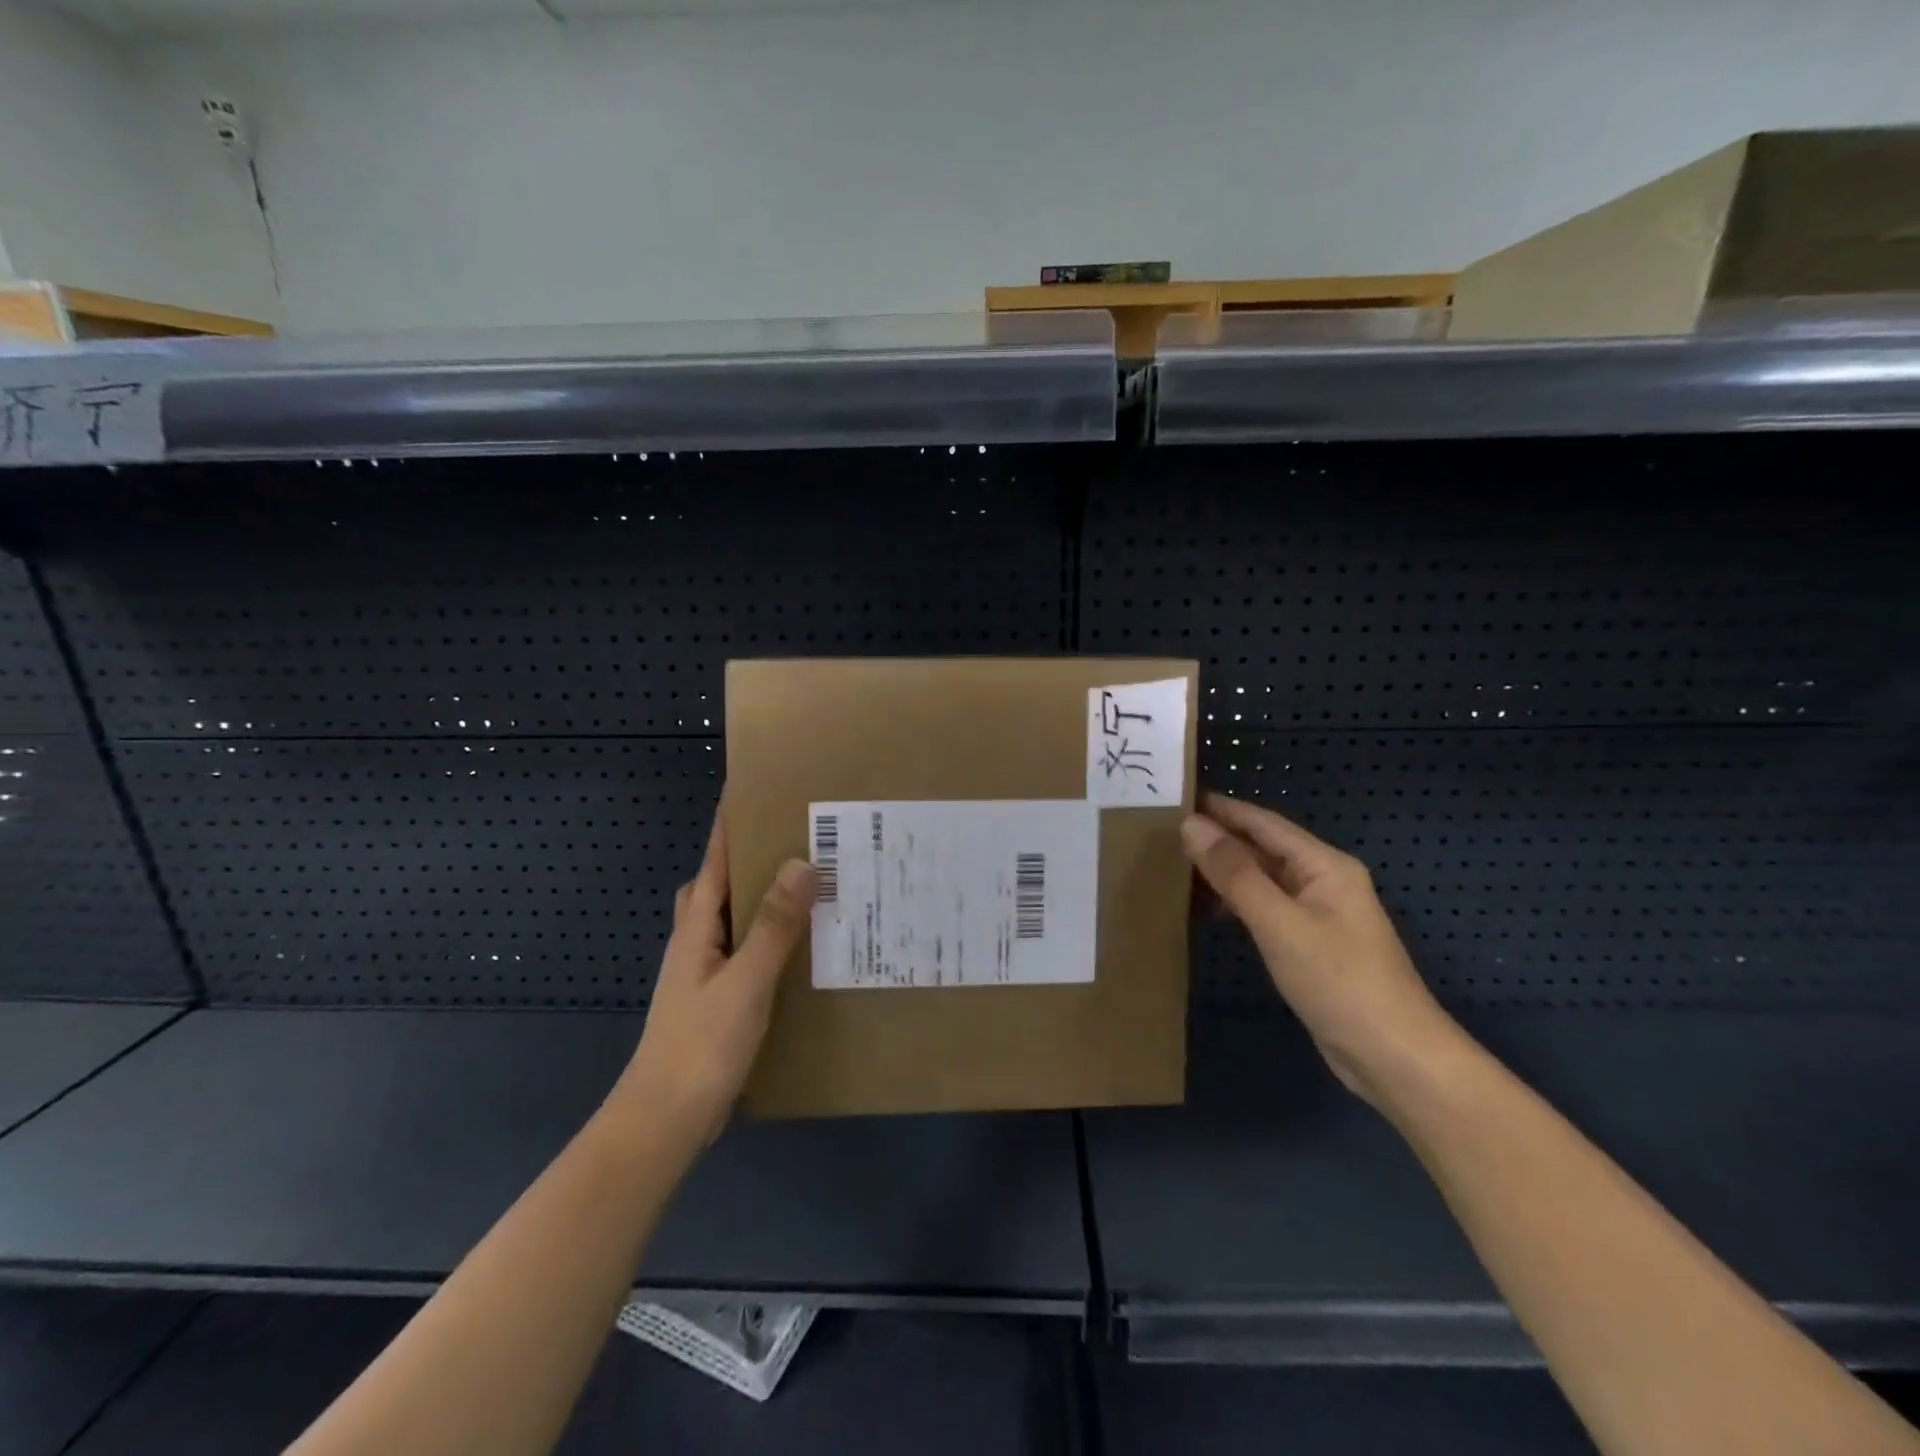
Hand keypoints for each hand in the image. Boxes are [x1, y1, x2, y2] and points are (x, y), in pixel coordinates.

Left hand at [617, 799, 816, 1145]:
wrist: (663, 1122)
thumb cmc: (700, 1046)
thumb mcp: (745, 982)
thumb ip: (773, 925)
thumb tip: (801, 862)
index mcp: (696, 930)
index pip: (714, 862)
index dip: (727, 825)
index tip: (748, 789)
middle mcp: (696, 944)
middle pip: (716, 886)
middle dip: (743, 856)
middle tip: (789, 838)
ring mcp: (704, 975)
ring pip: (730, 919)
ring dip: (758, 898)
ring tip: (804, 886)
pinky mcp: (717, 1001)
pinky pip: (744, 951)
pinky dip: (766, 937)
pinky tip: (796, 949)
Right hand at [1182, 792, 1462, 1108]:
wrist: (1394, 1058)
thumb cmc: (1339, 982)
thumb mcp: (1280, 924)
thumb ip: (1235, 874)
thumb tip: (1192, 825)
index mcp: (1324, 865)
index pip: (1263, 823)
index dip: (1221, 808)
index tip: (1177, 797)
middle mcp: (1323, 881)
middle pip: (1263, 848)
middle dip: (1218, 838)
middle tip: (1165, 830)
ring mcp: (1318, 915)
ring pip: (1262, 879)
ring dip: (1224, 871)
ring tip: (1175, 864)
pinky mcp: (1310, 945)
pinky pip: (1266, 908)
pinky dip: (1235, 902)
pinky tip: (1207, 909)